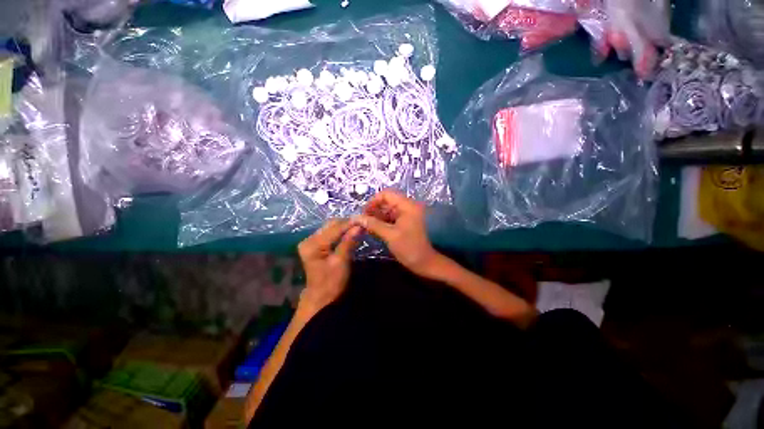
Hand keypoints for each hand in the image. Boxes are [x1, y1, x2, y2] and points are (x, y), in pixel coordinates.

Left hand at [297, 219, 360, 315]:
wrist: (321, 298)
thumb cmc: (331, 282)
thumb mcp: (341, 261)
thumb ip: (348, 242)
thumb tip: (359, 226)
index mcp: (312, 244)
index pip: (334, 229)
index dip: (350, 224)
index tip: (364, 220)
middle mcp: (308, 239)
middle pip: (331, 225)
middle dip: (347, 224)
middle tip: (362, 224)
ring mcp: (310, 241)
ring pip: (330, 227)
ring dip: (344, 227)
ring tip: (358, 227)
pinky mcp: (314, 244)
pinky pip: (329, 233)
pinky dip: (340, 232)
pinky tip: (350, 233)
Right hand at [353, 190, 439, 277]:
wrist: (425, 263)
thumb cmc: (409, 248)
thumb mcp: (390, 235)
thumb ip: (373, 224)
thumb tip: (356, 218)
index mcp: (407, 205)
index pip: (387, 194)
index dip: (373, 201)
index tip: (363, 213)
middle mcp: (407, 207)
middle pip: (386, 202)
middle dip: (373, 210)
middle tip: (362, 222)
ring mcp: (406, 215)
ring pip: (387, 211)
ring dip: (376, 217)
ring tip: (366, 227)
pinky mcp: (405, 223)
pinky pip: (390, 218)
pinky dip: (382, 222)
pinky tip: (373, 230)